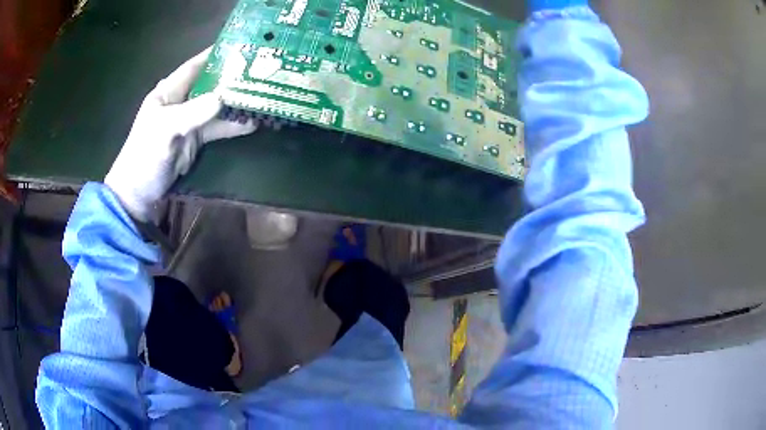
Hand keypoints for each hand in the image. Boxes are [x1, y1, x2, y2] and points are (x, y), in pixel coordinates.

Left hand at [104, 48, 256, 221]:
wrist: (139, 194)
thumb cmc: (144, 157)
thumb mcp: (165, 131)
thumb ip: (192, 112)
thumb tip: (223, 97)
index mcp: (168, 93)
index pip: (193, 67)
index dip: (214, 55)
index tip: (239, 46)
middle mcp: (180, 102)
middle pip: (209, 84)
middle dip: (231, 77)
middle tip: (259, 69)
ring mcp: (189, 121)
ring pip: (216, 106)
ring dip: (236, 103)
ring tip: (263, 95)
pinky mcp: (196, 140)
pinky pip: (218, 128)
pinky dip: (233, 125)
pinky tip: (253, 122)